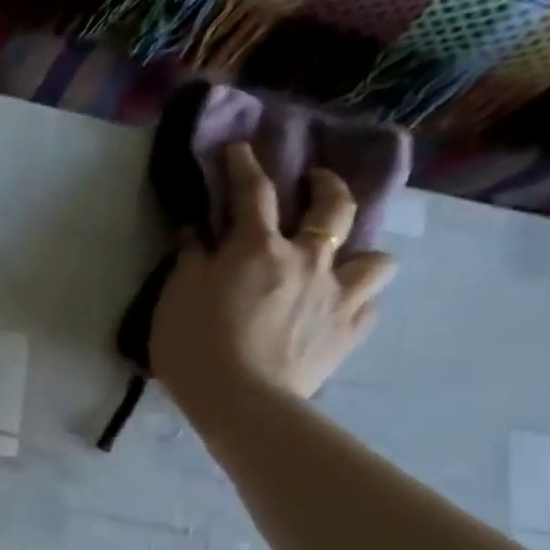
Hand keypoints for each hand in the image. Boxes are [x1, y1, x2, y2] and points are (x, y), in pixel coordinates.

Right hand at [152, 141, 396, 411]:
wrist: (241, 401)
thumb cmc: (195, 348)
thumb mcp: (175, 300)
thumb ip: (190, 261)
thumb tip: (198, 232)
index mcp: (258, 249)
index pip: (253, 193)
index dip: (245, 166)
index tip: (241, 149)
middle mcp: (307, 259)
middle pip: (332, 207)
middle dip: (326, 186)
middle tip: (317, 183)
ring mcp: (337, 293)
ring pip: (374, 256)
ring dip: (360, 252)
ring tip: (344, 262)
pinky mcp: (350, 330)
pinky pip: (369, 304)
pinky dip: (357, 301)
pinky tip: (341, 308)